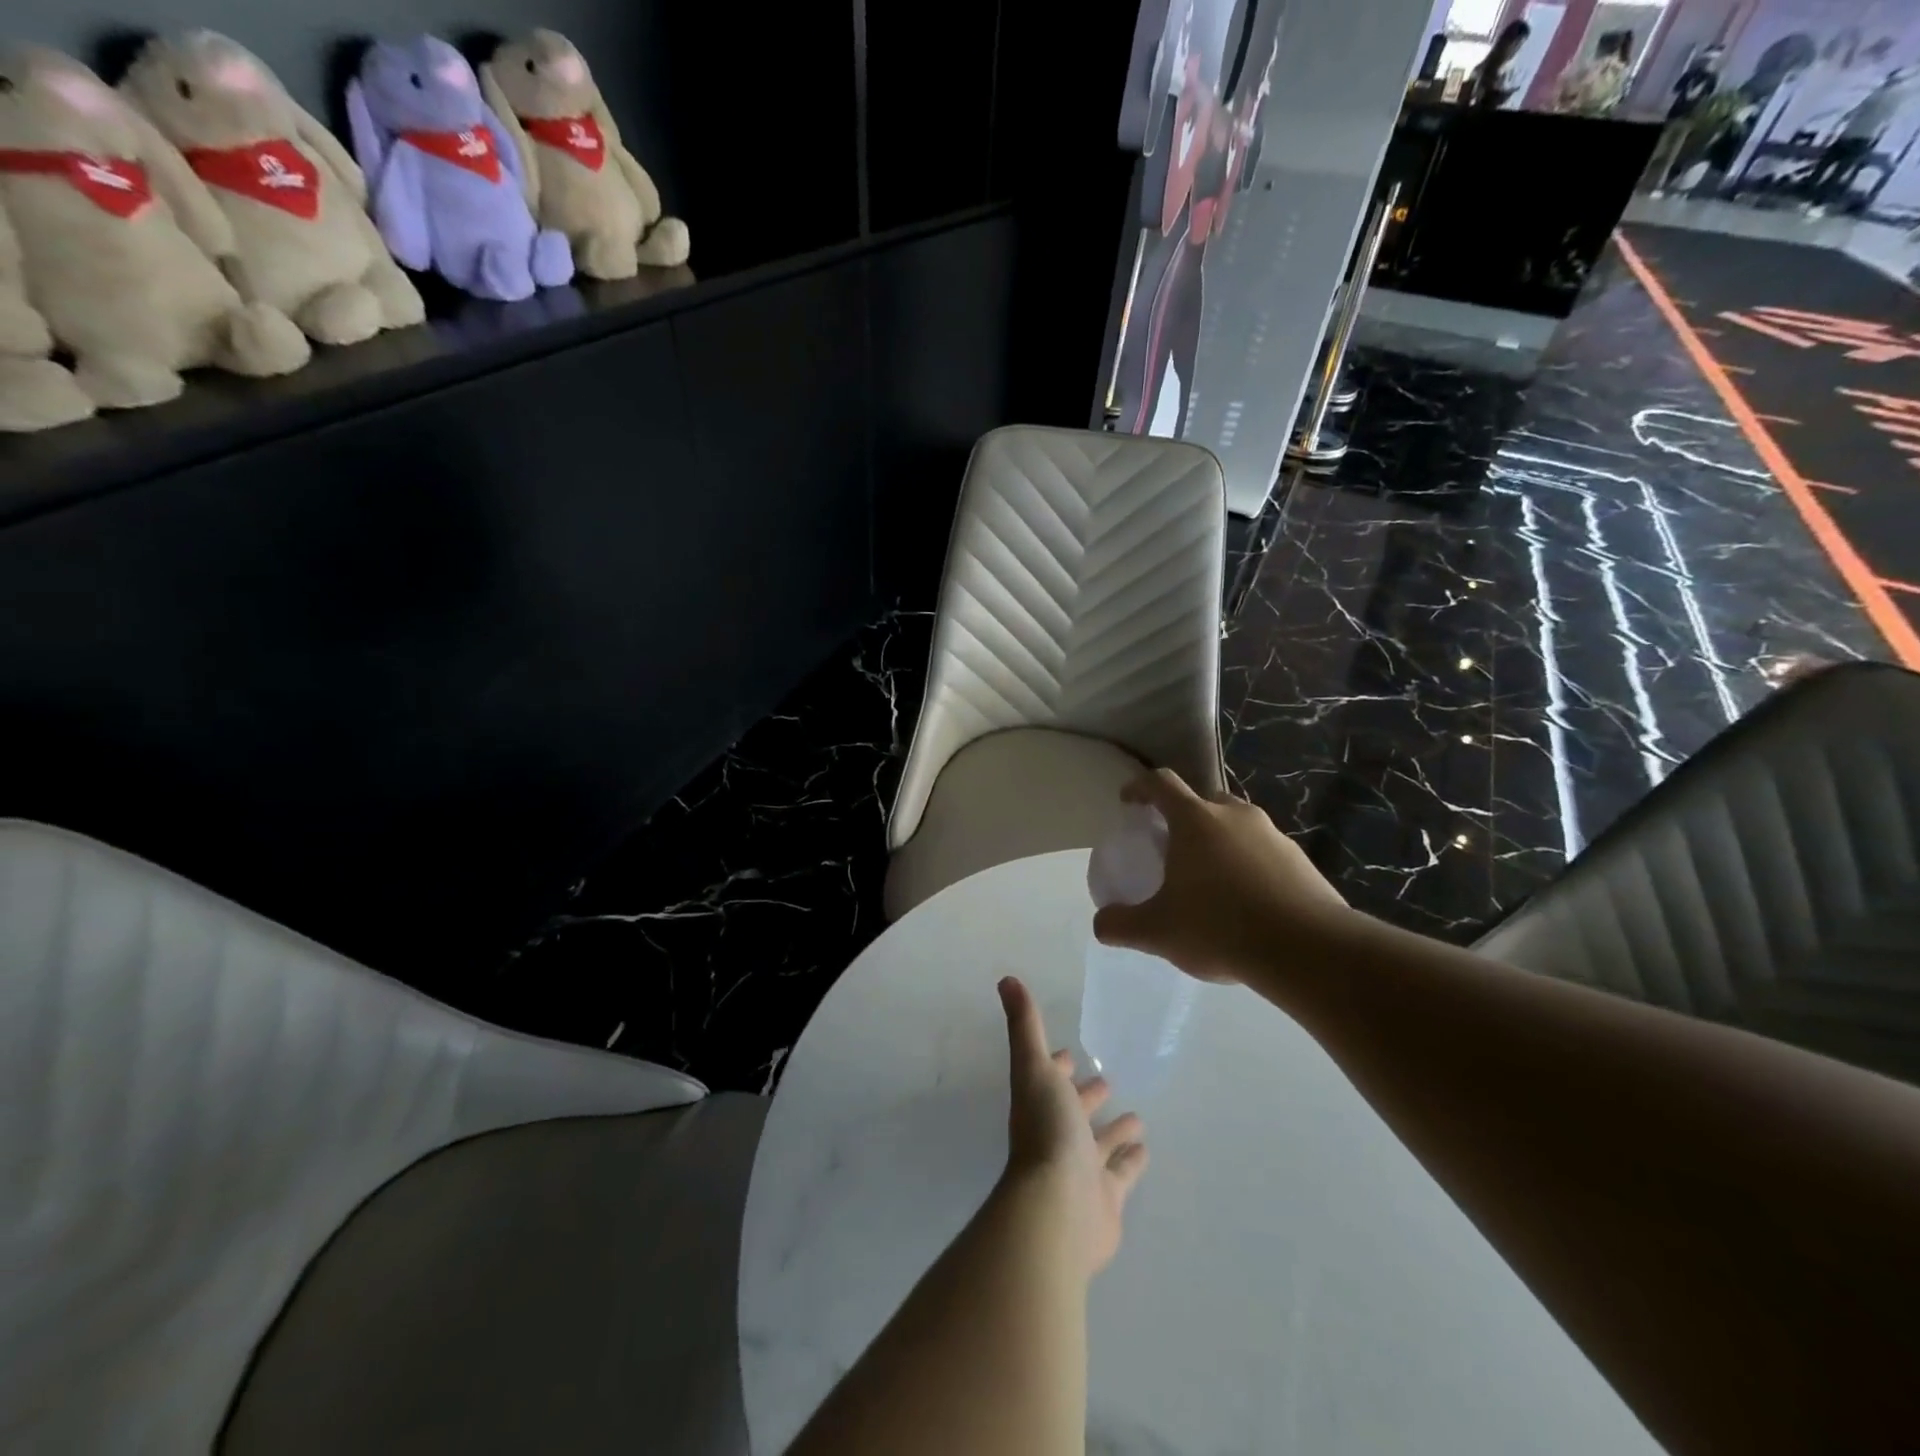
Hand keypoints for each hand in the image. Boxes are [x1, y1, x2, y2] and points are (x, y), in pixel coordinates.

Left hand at [998, 976, 1147, 1276]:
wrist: (1058, 1208)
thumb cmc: (1046, 1131)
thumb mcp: (1034, 1068)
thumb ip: (1025, 1025)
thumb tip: (1006, 979)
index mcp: (1040, 1105)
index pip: (1049, 1079)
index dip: (1056, 1065)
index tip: (1068, 1054)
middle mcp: (1057, 1136)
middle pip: (1074, 1111)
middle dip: (1088, 1095)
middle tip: (1106, 1081)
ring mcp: (1081, 1170)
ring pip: (1100, 1144)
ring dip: (1114, 1130)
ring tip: (1137, 1117)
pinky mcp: (1105, 1199)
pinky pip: (1121, 1174)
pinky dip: (1131, 1161)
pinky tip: (1145, 1149)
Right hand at [1093, 768, 1347, 984]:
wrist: (1307, 950)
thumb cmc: (1220, 927)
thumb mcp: (1158, 931)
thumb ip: (1122, 925)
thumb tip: (1101, 925)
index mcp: (1195, 820)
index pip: (1161, 783)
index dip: (1140, 787)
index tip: (1129, 803)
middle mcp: (1235, 815)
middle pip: (1202, 801)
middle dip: (1183, 818)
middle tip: (1173, 849)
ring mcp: (1273, 835)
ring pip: (1237, 826)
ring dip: (1219, 843)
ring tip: (1211, 882)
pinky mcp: (1301, 860)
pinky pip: (1265, 852)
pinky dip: (1249, 866)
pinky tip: (1247, 904)